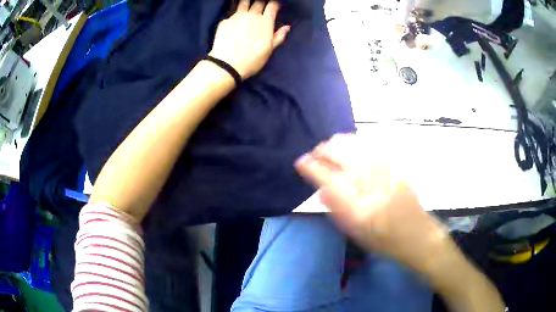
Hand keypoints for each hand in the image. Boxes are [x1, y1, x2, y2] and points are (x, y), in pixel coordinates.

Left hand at [209, 0, 290, 78]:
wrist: (226, 65)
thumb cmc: (252, 60)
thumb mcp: (269, 50)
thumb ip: (278, 36)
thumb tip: (287, 27)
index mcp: (265, 21)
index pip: (272, 5)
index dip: (275, 4)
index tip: (275, 6)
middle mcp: (251, 15)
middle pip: (258, 1)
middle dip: (262, 2)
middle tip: (262, 7)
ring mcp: (236, 16)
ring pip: (244, 2)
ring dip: (248, 3)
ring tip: (248, 7)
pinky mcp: (225, 21)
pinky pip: (232, 14)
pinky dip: (235, 15)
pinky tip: (235, 21)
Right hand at [295, 133, 450, 274]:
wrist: (417, 235)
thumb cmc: (383, 240)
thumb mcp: (355, 232)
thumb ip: (335, 208)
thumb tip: (321, 189)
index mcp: (357, 205)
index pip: (326, 176)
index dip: (310, 166)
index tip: (301, 162)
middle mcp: (371, 182)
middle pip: (340, 151)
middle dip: (323, 150)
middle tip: (317, 156)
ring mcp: (385, 169)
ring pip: (355, 142)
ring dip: (338, 143)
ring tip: (331, 150)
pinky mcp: (396, 164)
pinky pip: (372, 144)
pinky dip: (356, 143)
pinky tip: (353, 148)